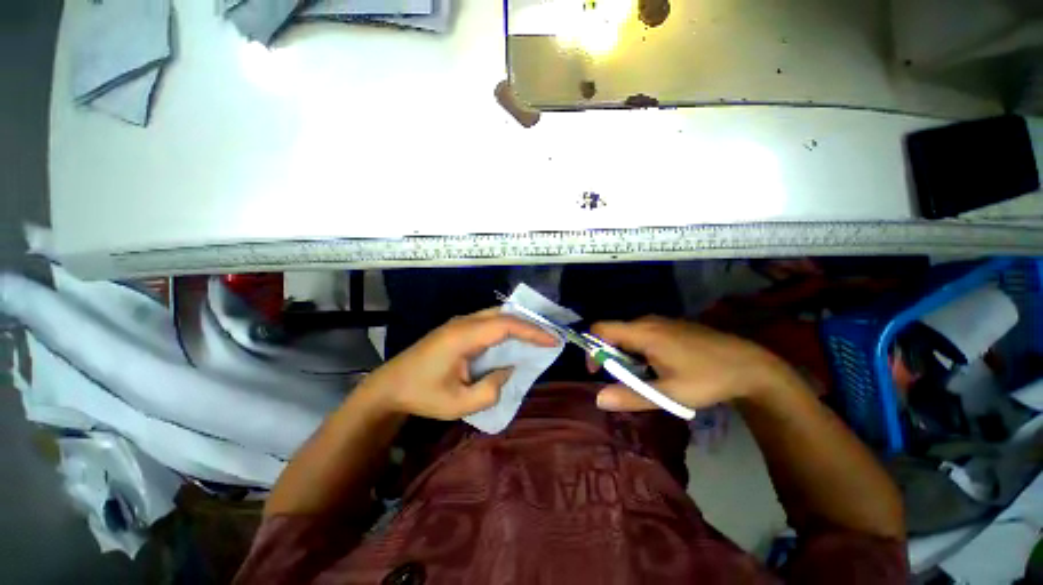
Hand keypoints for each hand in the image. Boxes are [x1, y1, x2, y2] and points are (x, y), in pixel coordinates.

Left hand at [359, 309, 556, 419]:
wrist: (390, 386)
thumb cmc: (423, 395)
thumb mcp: (459, 404)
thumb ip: (491, 389)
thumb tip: (508, 369)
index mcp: (463, 336)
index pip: (506, 325)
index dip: (532, 331)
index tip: (553, 340)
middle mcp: (463, 322)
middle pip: (503, 314)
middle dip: (530, 323)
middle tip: (550, 335)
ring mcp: (459, 323)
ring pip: (496, 314)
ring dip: (519, 323)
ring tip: (538, 335)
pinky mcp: (457, 328)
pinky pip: (488, 321)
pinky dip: (506, 327)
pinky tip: (515, 337)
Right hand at [589, 316, 789, 412]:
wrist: (750, 365)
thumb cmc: (707, 379)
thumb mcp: (668, 394)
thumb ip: (631, 396)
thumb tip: (598, 399)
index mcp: (643, 333)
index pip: (600, 329)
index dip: (591, 348)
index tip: (598, 371)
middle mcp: (647, 321)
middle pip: (613, 332)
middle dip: (610, 356)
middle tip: (625, 381)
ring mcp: (661, 322)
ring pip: (628, 334)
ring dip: (626, 355)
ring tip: (645, 377)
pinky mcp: (671, 326)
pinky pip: (643, 334)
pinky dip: (639, 350)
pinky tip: (659, 367)